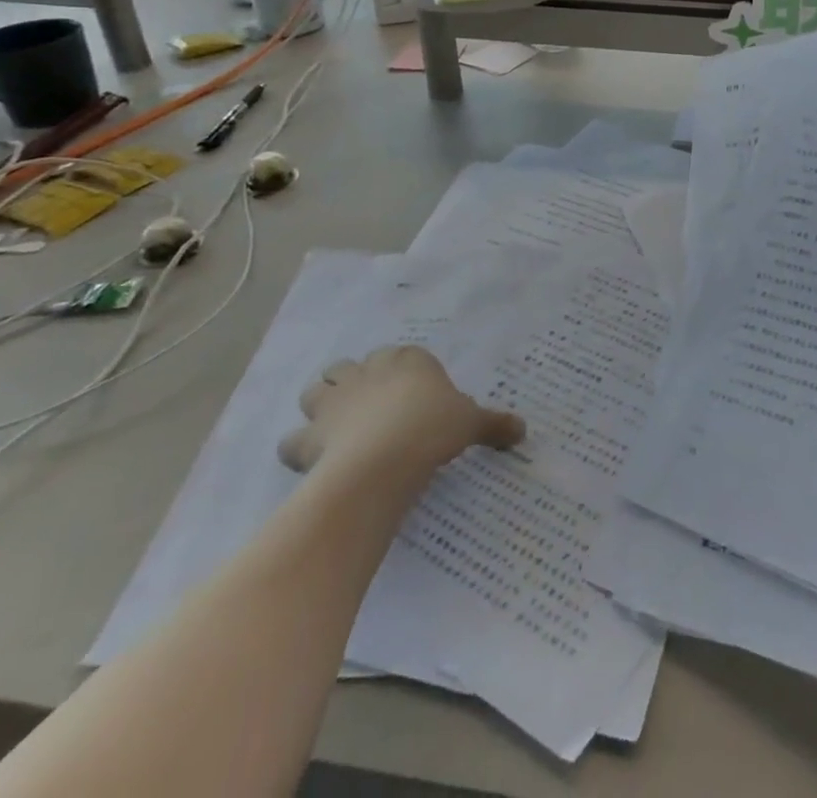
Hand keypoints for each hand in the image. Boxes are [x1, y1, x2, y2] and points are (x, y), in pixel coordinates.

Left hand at [279, 346, 524, 477]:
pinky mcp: (311, 436)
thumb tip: (523, 430)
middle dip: (353, 381)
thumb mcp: (471, 423)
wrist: (387, 459)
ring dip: (322, 405)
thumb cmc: (435, 427)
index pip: (400, 356)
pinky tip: (314, 460)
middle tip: (369, 408)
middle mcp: (367, 371)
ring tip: (336, 426)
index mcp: (406, 360)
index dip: (402, 373)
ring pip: (316, 391)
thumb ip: (493, 424)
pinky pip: (293, 439)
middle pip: (349, 366)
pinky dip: (299, 448)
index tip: (414, 396)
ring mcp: (334, 401)